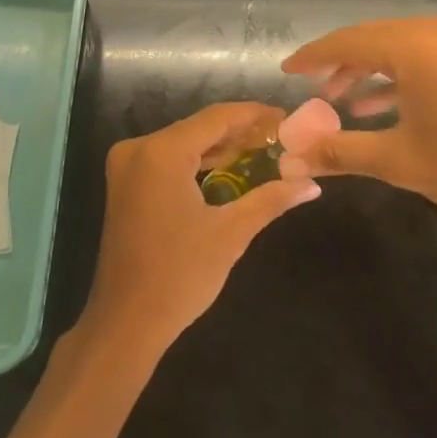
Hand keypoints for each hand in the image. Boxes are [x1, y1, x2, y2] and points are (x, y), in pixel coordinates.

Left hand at [80, 103, 320, 354]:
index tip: (287, 118)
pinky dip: (196, 162)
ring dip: (219, 147)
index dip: (254, 115)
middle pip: (198, 128)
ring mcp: (127, 165)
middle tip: (281, 138)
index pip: (216, 118)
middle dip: (239, 132)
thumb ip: (270, 200)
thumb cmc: (180, 276)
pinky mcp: (125, 183)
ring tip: (264, 151)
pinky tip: (228, 169)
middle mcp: (139, 148)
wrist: (125, 322)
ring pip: (183, 143)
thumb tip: (312, 185)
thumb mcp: (231, 234)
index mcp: (161, 151)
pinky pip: (168, 159)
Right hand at [278, 14, 436, 230]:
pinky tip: (382, 106)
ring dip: (368, 71)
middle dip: (339, 64)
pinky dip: (398, 76)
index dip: (312, 57)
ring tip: (342, 102)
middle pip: (371, 39)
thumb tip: (289, 160)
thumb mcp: (397, 160)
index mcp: (412, 46)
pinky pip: (423, 56)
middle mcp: (435, 30)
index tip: (286, 70)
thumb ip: (339, 152)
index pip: (346, 42)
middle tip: (312, 88)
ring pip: (397, 47)